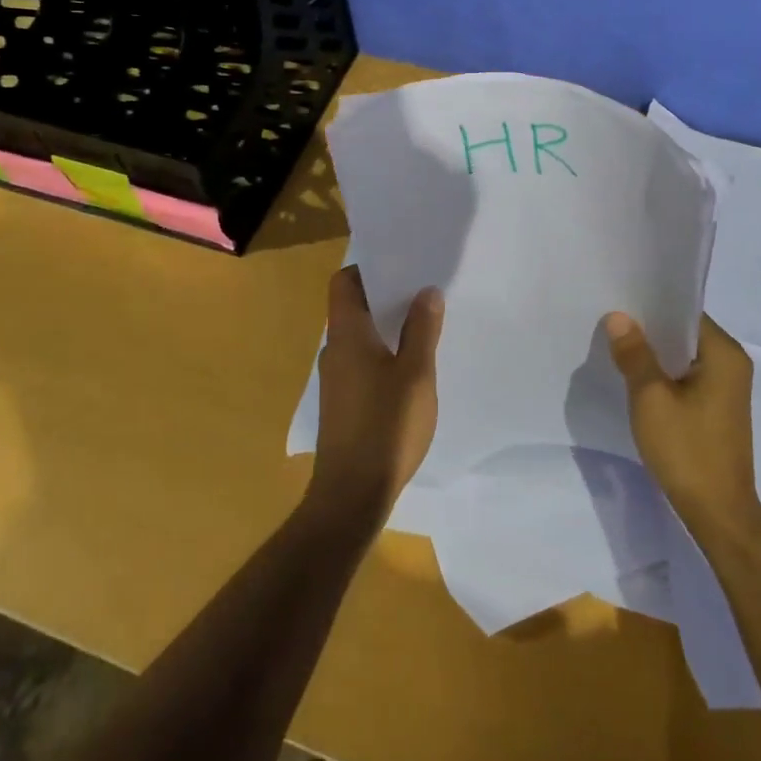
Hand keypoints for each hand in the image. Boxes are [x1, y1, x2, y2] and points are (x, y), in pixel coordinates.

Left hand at [308, 266, 443, 528]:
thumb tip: (426, 291)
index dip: (368, 268)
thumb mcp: (416, 374)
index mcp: (347, 335)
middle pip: (353, 307)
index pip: (344, 282)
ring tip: (423, 325)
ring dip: (387, 327)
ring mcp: (335, 379)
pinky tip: (410, 368)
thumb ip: (422, 329)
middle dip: (386, 296)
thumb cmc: (386, 426)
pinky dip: (383, 353)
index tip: (402, 265)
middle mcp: (334, 350)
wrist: (352, 494)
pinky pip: (361, 361)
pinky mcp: (342, 403)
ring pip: (360, 337)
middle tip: (423, 291)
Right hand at [604, 312, 760, 543]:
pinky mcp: (717, 409)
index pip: (686, 313)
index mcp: (724, 354)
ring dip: (655, 355)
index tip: (619, 300)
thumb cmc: (687, 450)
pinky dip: (664, 376)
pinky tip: (636, 379)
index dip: (652, 305)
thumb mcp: (651, 399)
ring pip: (684, 357)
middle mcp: (732, 364)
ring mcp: (727, 389)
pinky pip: (687, 378)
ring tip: (616, 346)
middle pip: (685, 333)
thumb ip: (635, 355)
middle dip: (649, 330)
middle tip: (609, 321)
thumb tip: (618, 318)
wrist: (718, 514)